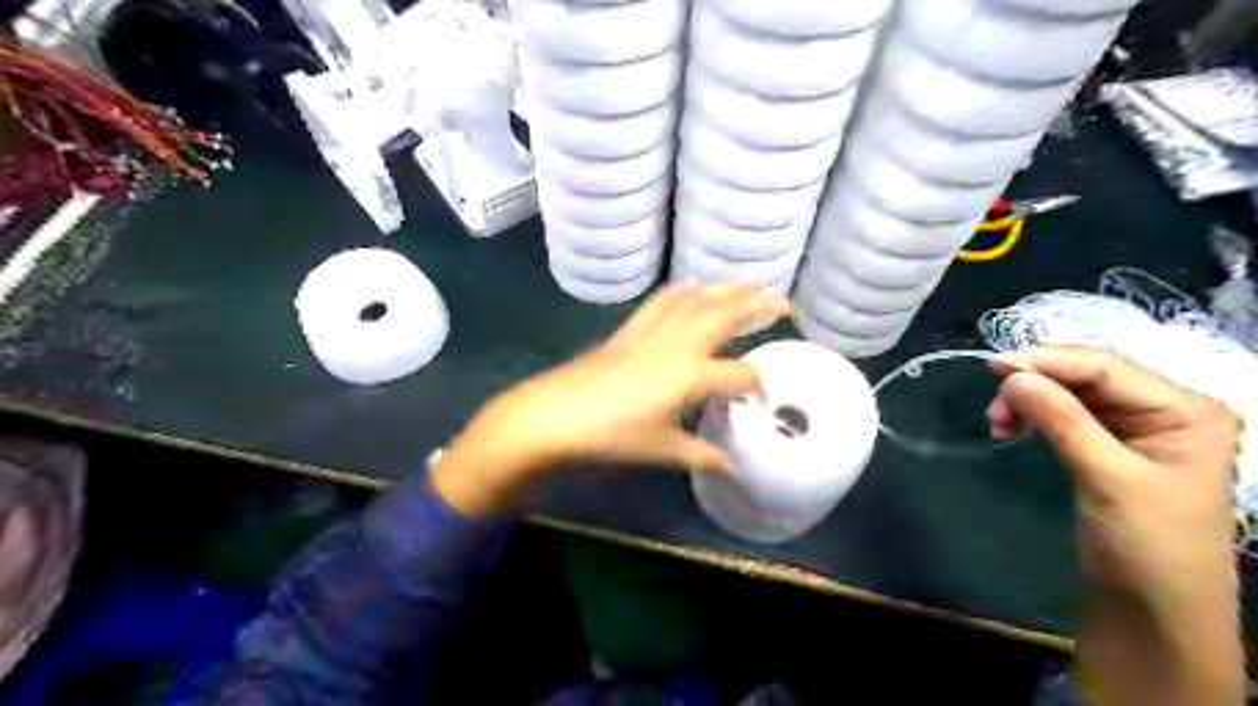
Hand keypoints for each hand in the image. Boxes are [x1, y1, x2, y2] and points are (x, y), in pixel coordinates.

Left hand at [432, 282, 784, 516]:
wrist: (553, 414)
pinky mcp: (629, 331)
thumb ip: (698, 455)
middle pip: (723, 316)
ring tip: (746, 283)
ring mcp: (651, 333)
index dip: (758, 385)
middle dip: (756, 305)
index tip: (764, 398)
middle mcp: (676, 345)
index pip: (739, 374)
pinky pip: (661, 302)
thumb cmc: (609, 435)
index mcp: (689, 376)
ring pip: (694, 300)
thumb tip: (730, 467)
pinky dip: (683, 291)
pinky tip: (692, 286)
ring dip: (724, 288)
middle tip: (783, 300)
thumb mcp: (659, 449)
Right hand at [988, 347, 1240, 607]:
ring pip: (1069, 393)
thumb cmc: (1149, 545)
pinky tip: (1013, 429)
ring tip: (999, 424)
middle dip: (1035, 383)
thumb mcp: (1107, 478)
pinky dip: (1034, 417)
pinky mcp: (1108, 446)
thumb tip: (1013, 375)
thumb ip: (1063, 420)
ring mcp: (1135, 428)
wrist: (1155, 610)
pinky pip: (1064, 415)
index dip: (1047, 360)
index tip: (993, 366)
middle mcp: (1163, 409)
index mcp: (1185, 410)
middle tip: (994, 407)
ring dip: (1029, 401)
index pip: (1106, 368)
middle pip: (1086, 375)